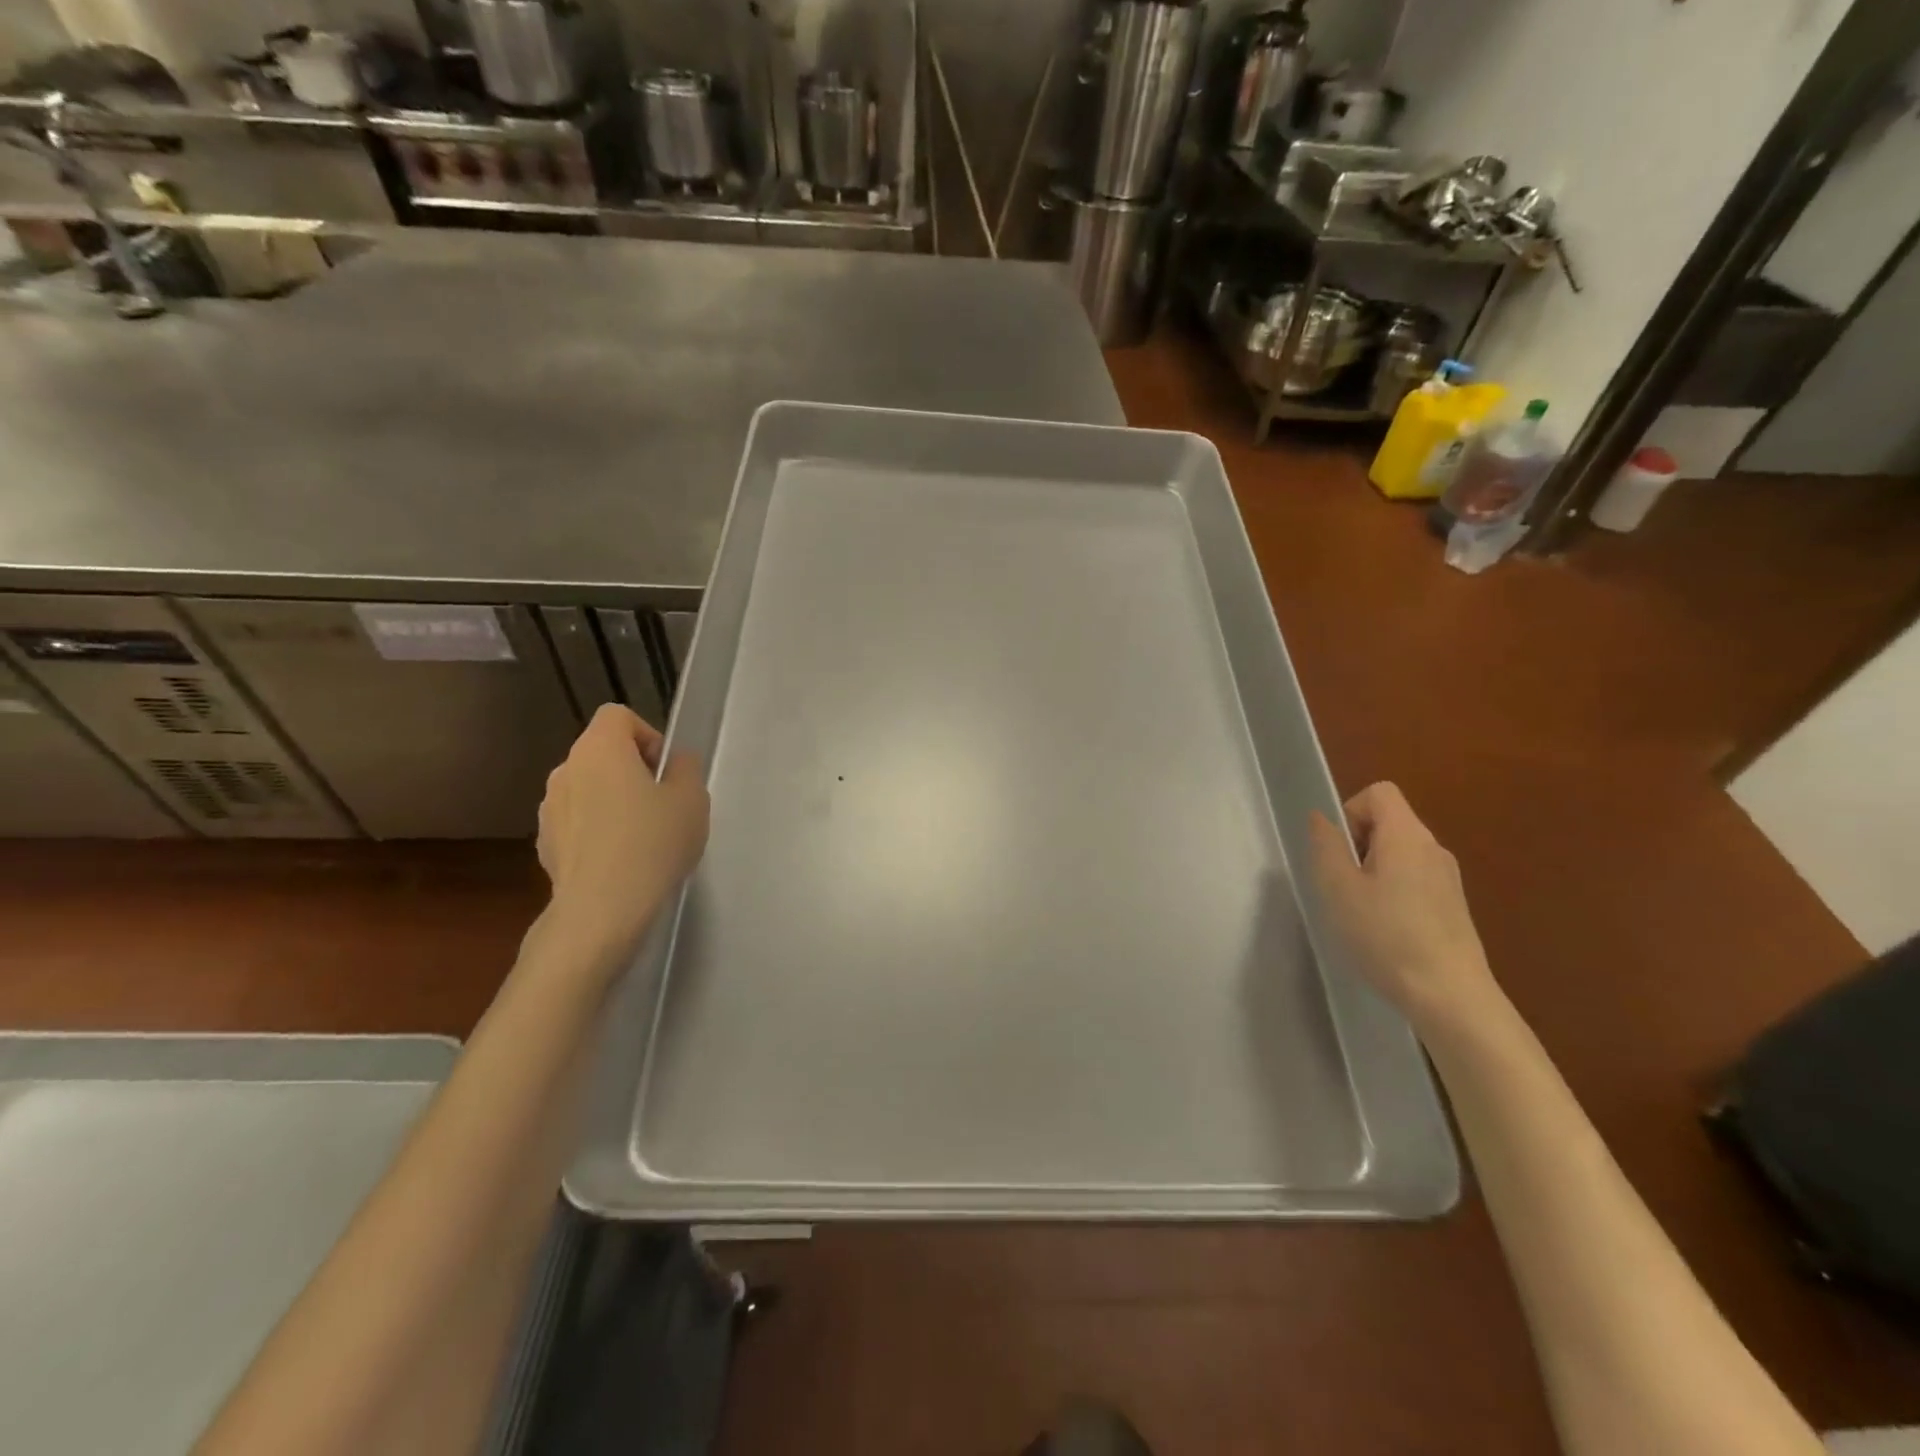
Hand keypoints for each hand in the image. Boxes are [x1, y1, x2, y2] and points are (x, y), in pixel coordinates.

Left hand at [536, 704, 709, 964]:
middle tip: (663, 804)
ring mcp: (549, 808)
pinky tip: (620, 861)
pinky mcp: (545, 844)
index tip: (666, 771)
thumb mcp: (691, 800)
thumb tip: (675, 762)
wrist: (600, 910)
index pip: (618, 716)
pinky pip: (577, 822)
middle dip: (632, 770)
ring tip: (642, 836)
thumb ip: (685, 769)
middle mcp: (565, 769)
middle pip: (602, 752)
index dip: (648, 735)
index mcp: (599, 748)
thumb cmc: (652, 844)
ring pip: (588, 788)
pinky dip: (597, 830)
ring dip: (613, 800)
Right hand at [1307, 782, 1499, 1030]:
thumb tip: (1321, 818)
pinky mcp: (1453, 905)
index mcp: (1407, 836)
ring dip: (1373, 871)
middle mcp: (1433, 847)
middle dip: (1357, 845)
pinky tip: (1386, 930)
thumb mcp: (1338, 889)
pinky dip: (1393, 891)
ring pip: (1400, 853)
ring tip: (1361, 912)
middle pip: (1389, 822)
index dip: (1350, 811)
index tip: (1339, 852)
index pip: (1379, 792)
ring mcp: (1448, 878)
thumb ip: (1326, 846)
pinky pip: (1414, 878)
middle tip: (1343, 886)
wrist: (1450, 996)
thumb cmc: (1386, 936)